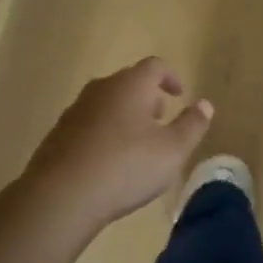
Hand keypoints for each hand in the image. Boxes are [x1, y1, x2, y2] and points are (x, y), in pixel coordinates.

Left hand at [19, 57, 213, 237]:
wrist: (61, 196)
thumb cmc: (125, 167)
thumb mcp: (172, 150)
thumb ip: (192, 125)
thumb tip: (205, 105)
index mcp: (130, 85)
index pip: (154, 66)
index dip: (170, 77)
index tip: (179, 95)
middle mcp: (101, 89)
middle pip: (128, 82)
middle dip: (147, 97)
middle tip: (160, 119)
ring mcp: (75, 111)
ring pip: (107, 103)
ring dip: (125, 115)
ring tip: (137, 143)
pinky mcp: (58, 135)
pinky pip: (88, 124)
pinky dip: (104, 133)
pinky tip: (109, 162)